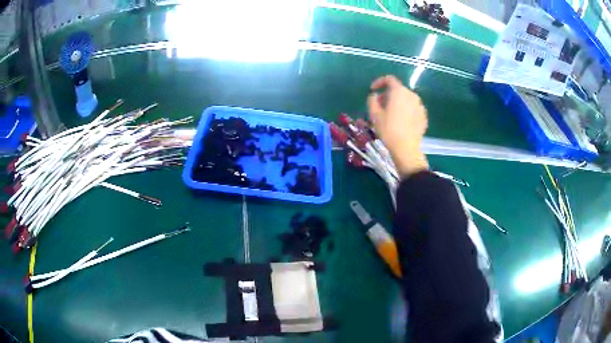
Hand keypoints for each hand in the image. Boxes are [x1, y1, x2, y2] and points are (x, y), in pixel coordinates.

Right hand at [367, 75, 428, 176]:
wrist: (406, 149)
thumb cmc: (388, 130)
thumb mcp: (374, 114)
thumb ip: (372, 100)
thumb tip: (375, 95)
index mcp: (399, 91)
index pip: (389, 79)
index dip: (379, 82)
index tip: (373, 90)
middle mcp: (412, 95)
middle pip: (398, 90)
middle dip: (387, 95)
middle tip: (379, 105)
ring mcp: (420, 106)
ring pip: (406, 99)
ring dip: (397, 103)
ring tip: (390, 115)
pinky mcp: (424, 116)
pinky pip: (412, 109)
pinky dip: (405, 111)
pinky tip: (400, 122)